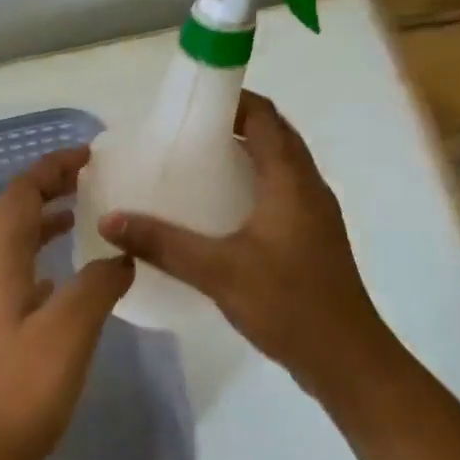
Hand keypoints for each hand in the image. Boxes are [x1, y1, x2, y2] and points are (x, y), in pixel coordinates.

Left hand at [0, 146, 136, 459]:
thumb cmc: (23, 389)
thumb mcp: (71, 329)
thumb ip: (99, 283)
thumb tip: (122, 254)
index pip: (20, 194)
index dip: (50, 168)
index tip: (88, 155)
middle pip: (12, 209)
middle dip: (46, 185)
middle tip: (87, 175)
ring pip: (13, 238)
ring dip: (42, 216)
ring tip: (80, 211)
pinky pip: (18, 266)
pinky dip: (41, 251)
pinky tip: (66, 271)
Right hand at [98, 92, 391, 404]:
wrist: (348, 361)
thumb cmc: (289, 304)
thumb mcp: (219, 271)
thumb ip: (164, 244)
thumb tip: (111, 220)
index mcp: (292, 179)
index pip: (265, 115)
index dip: (232, 98)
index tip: (191, 101)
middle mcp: (308, 186)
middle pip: (273, 134)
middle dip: (232, 124)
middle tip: (184, 132)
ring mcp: (313, 212)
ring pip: (278, 164)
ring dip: (243, 154)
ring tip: (194, 162)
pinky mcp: (311, 236)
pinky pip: (279, 190)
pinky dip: (251, 183)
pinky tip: (218, 209)